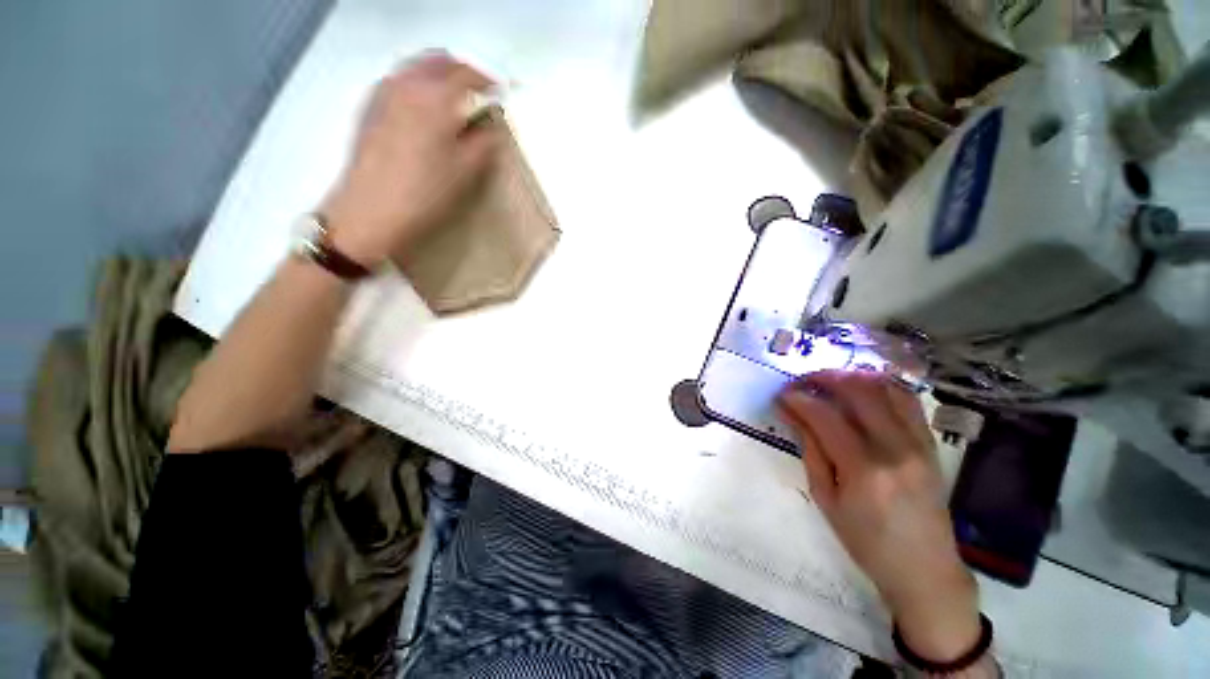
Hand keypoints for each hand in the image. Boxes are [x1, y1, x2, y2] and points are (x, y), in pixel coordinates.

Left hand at [321, 52, 500, 266]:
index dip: (489, 82)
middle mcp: (407, 83)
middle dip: (463, 72)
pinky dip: (419, 83)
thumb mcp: (466, 171)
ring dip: (440, 75)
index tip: (501, 94)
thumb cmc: (425, 192)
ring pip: (417, 67)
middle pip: (440, 61)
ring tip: (455, 98)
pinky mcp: (370, 106)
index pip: (468, 74)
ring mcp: (384, 92)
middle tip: (480, 93)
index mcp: (436, 98)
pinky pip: (400, 80)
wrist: (371, 210)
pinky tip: (425, 107)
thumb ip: (485, 142)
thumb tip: (493, 126)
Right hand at [776, 371, 980, 661]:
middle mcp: (896, 448)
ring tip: (828, 382)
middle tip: (801, 382)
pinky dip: (881, 386)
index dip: (798, 399)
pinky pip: (907, 400)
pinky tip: (861, 390)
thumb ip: (810, 449)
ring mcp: (919, 444)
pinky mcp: (931, 444)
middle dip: (823, 378)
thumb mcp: (826, 498)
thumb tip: (791, 413)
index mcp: (865, 469)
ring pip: (886, 388)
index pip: (825, 416)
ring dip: (852, 377)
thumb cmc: (866, 541)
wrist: (925, 569)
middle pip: (858, 391)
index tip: (781, 395)